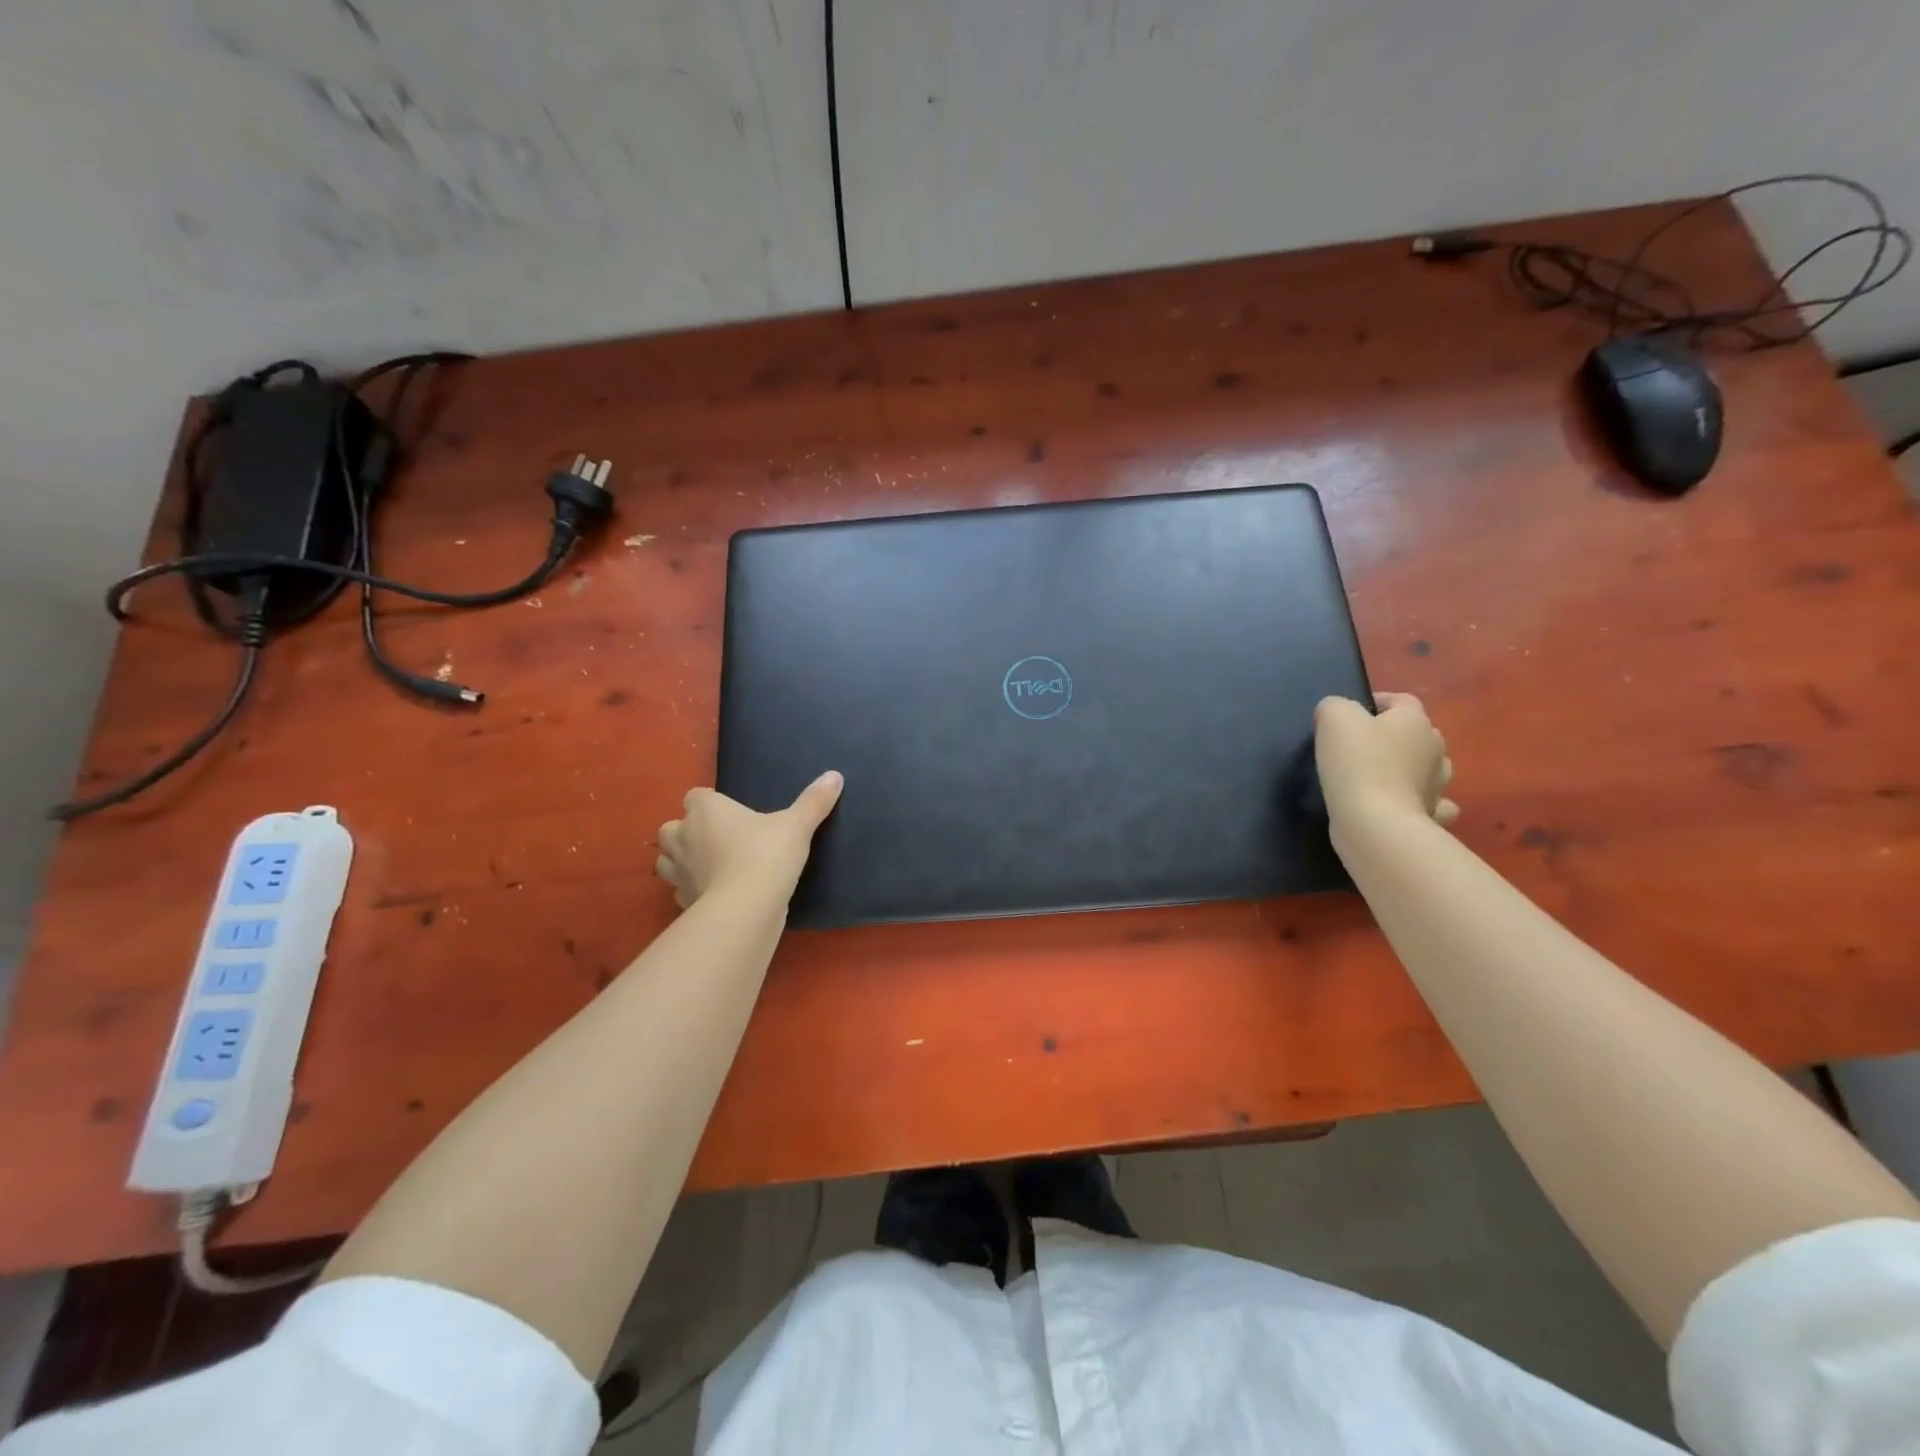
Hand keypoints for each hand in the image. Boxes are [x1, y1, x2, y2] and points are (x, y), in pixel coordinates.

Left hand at [655, 772, 843, 909]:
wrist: (746, 908)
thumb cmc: (767, 855)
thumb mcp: (797, 826)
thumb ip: (814, 801)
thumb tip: (835, 776)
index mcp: (706, 810)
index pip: (696, 796)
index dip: (711, 804)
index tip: (732, 814)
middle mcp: (684, 836)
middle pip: (672, 827)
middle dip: (687, 832)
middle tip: (718, 840)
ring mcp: (678, 871)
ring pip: (667, 860)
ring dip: (682, 861)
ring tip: (710, 866)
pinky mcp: (682, 901)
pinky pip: (681, 890)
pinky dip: (693, 890)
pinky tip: (714, 894)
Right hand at [1314, 692, 1458, 833]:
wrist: (1375, 823)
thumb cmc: (1357, 763)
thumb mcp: (1334, 718)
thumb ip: (1334, 706)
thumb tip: (1335, 713)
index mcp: (1415, 721)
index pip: (1401, 700)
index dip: (1377, 702)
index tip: (1350, 715)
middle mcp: (1435, 749)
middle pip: (1415, 734)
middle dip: (1393, 736)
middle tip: (1359, 747)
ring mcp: (1438, 785)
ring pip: (1428, 768)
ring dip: (1410, 768)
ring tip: (1381, 776)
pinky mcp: (1431, 815)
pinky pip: (1432, 803)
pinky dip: (1420, 802)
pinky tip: (1402, 804)